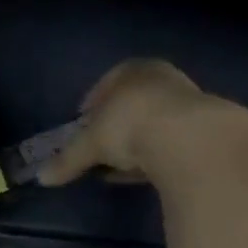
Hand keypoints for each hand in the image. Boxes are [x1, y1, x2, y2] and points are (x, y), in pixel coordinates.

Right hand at [38, 59, 216, 185]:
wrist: (190, 139)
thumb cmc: (130, 124)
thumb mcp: (90, 144)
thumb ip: (67, 159)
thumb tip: (42, 177)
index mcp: (133, 69)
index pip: (107, 82)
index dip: (92, 105)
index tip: (84, 125)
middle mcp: (162, 78)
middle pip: (132, 102)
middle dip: (116, 125)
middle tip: (102, 147)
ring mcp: (188, 102)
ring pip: (154, 123)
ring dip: (138, 142)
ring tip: (122, 166)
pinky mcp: (205, 130)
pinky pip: (171, 142)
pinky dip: (157, 156)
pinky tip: (147, 173)